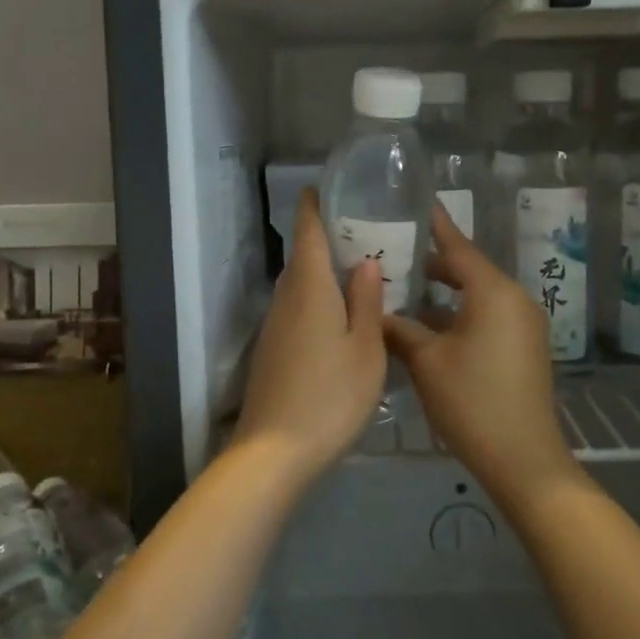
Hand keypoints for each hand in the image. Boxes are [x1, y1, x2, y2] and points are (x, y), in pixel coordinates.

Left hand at [234, 188, 386, 481]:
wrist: (275, 451)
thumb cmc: (330, 395)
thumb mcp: (365, 348)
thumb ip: (366, 301)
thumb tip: (364, 260)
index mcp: (310, 288)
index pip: (307, 232)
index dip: (313, 205)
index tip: (324, 187)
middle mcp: (286, 299)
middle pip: (302, 257)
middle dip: (326, 238)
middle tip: (363, 231)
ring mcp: (275, 326)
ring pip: (299, 285)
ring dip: (322, 271)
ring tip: (358, 270)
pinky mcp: (273, 351)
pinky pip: (297, 309)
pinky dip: (317, 299)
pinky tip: (340, 315)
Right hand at [382, 202, 581, 509]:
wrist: (524, 460)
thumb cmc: (472, 401)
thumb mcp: (427, 362)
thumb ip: (399, 328)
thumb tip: (374, 310)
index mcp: (494, 292)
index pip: (458, 246)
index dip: (434, 225)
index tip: (415, 204)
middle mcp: (514, 299)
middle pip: (468, 269)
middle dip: (432, 264)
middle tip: (393, 254)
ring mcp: (523, 324)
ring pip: (477, 295)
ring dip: (444, 293)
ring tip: (403, 289)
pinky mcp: (524, 347)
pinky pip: (487, 316)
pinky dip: (459, 314)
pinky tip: (427, 326)